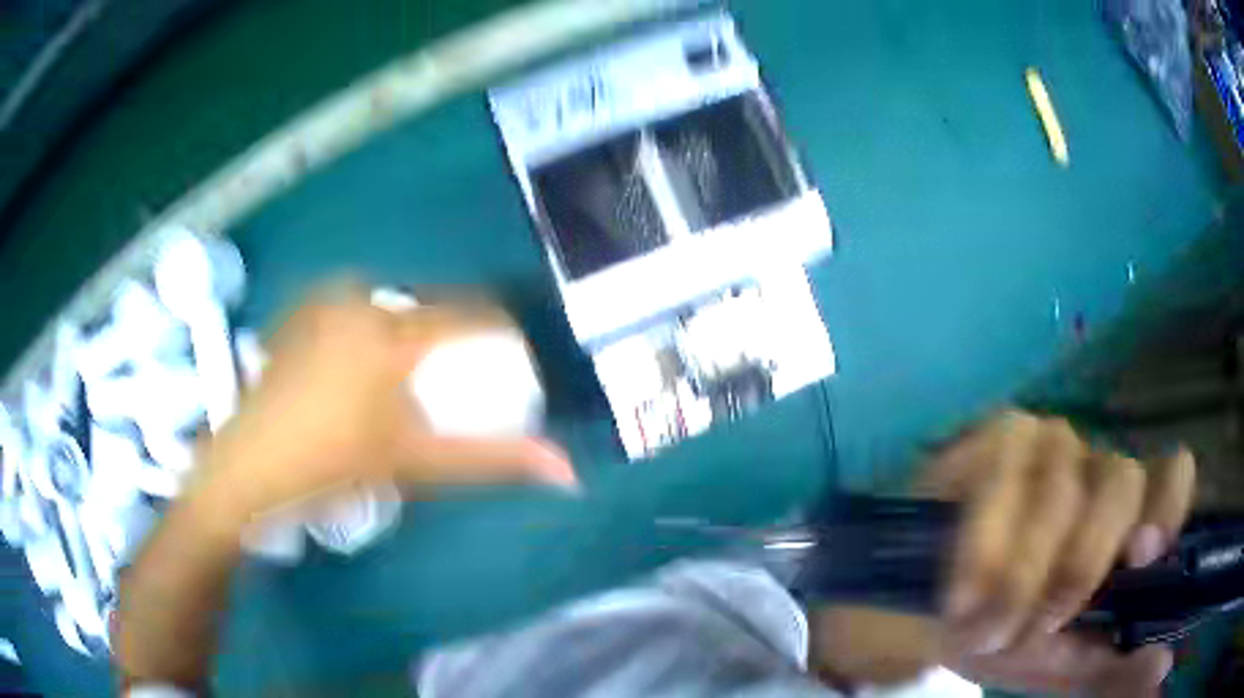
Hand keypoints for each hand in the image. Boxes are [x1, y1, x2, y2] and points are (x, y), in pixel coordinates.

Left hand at [195, 281, 576, 520]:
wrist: (250, 465)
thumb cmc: (334, 463)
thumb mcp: (416, 463)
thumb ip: (490, 462)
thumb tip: (568, 473)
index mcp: (393, 332)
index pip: (467, 315)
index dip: (496, 329)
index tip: (509, 355)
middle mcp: (360, 301)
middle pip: (425, 308)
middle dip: (445, 337)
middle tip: (447, 379)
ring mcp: (321, 303)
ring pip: (385, 305)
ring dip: (402, 331)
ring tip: (399, 376)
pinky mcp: (296, 313)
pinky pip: (348, 308)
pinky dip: (363, 327)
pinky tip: (351, 364)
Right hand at [810, 411, 1195, 696]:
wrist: (912, 612)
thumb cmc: (996, 634)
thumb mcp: (1055, 663)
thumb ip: (1111, 664)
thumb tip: (1163, 664)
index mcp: (1120, 517)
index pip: (1170, 475)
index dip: (1166, 505)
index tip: (1140, 558)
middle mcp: (1095, 465)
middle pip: (1119, 483)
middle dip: (1076, 568)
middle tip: (1028, 630)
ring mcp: (1048, 441)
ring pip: (1060, 494)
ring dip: (1019, 579)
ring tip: (978, 626)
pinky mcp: (997, 434)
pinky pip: (1004, 481)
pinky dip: (985, 548)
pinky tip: (961, 591)